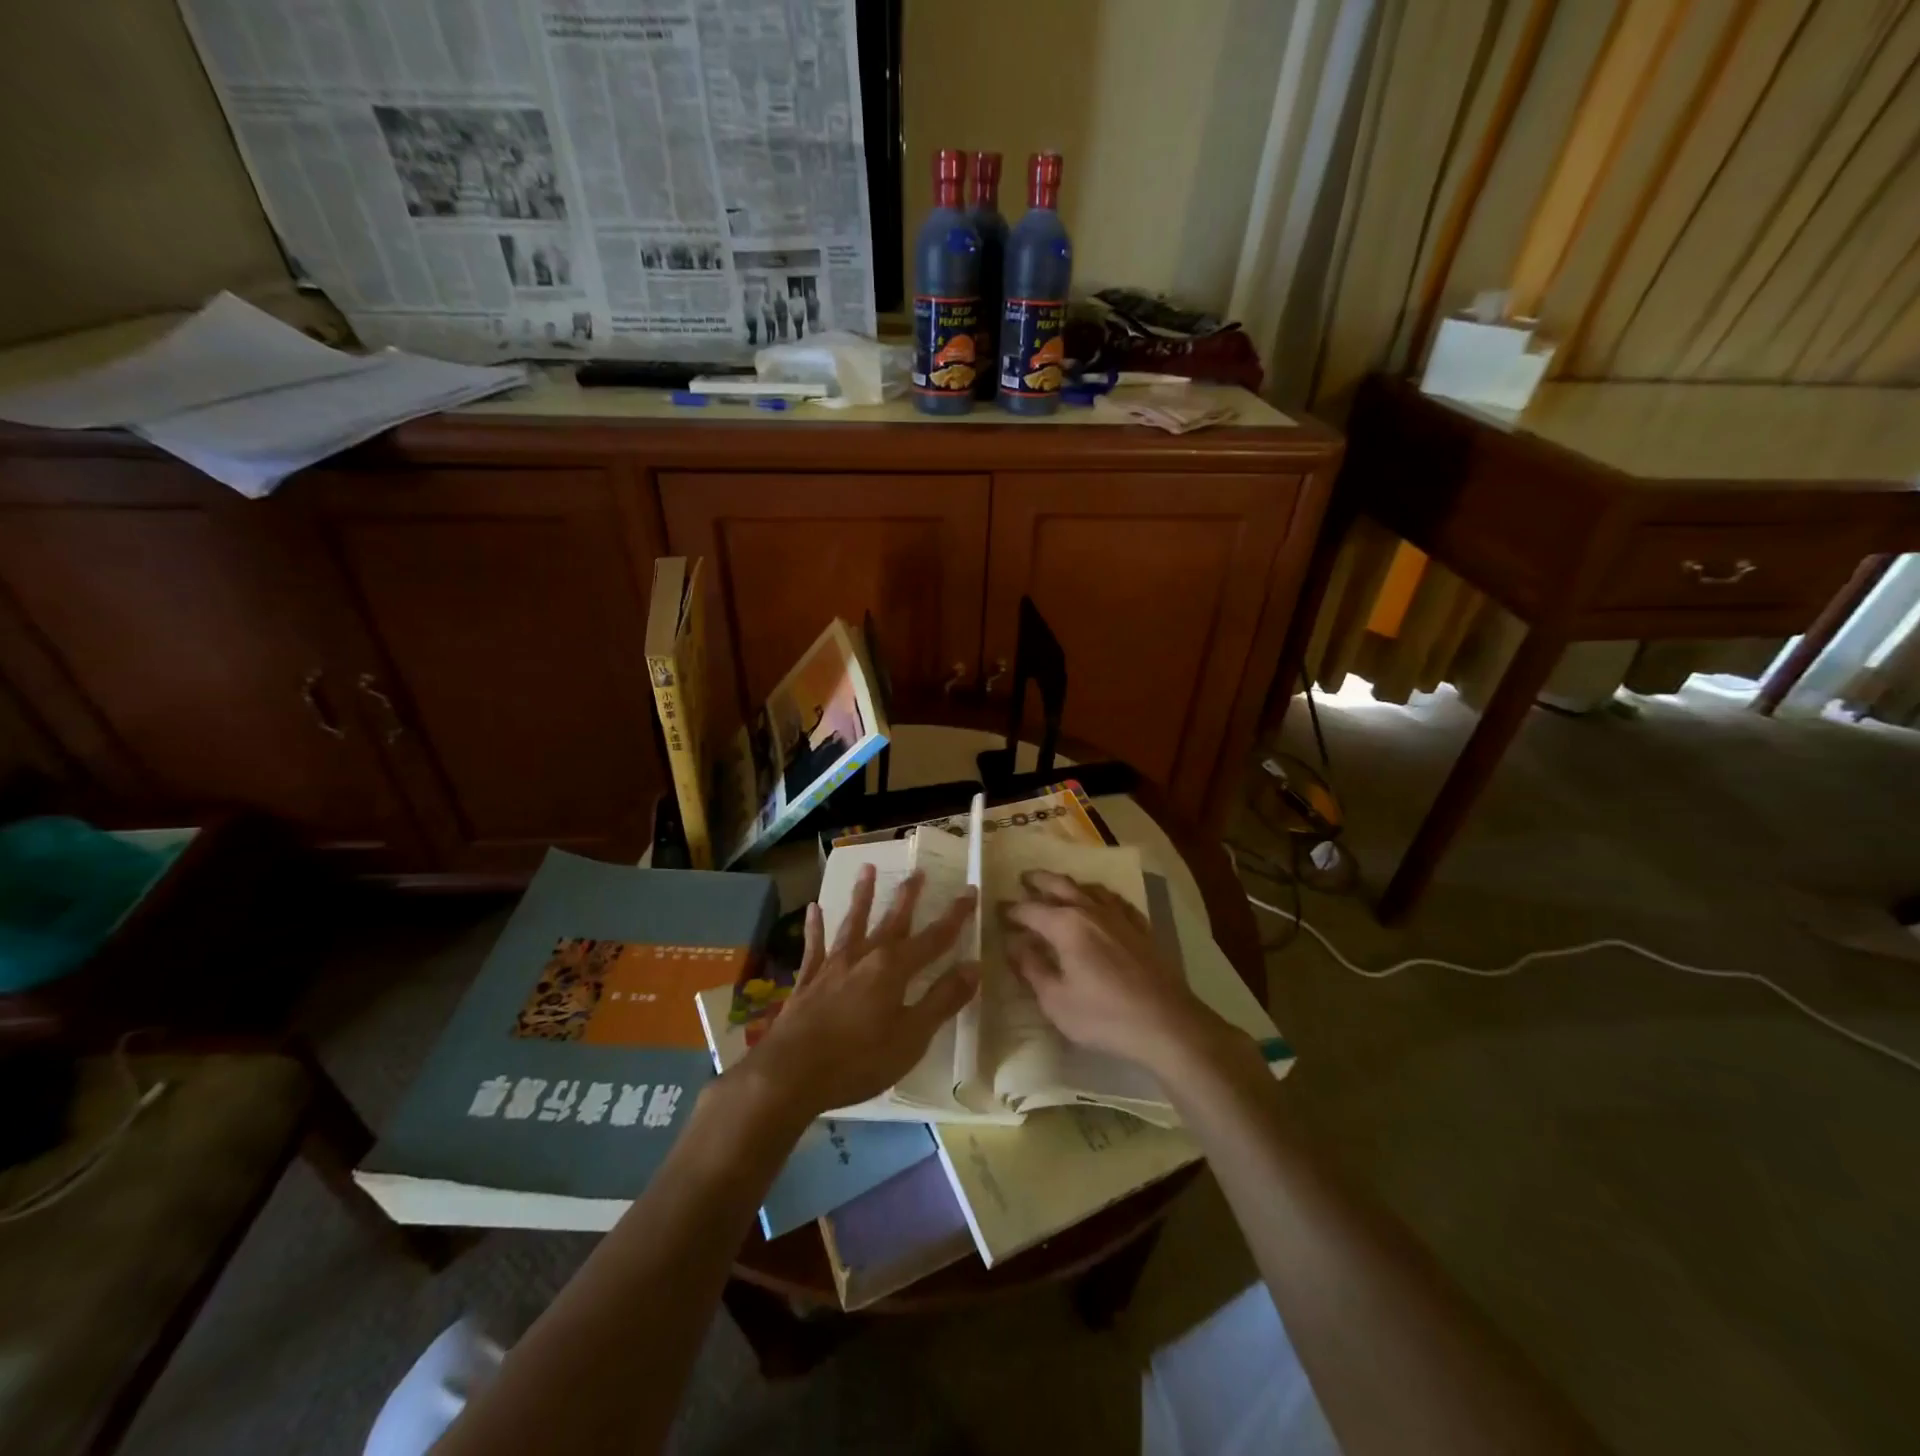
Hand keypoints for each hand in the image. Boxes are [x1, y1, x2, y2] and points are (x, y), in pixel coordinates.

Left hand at [743, 866, 979, 1118]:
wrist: (790, 1072)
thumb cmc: (859, 1060)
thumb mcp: (912, 1037)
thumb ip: (942, 1000)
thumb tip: (973, 966)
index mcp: (894, 969)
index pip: (934, 937)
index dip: (955, 915)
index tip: (970, 891)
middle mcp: (865, 956)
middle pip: (893, 920)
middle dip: (908, 896)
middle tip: (918, 870)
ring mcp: (833, 965)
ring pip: (853, 922)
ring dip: (862, 895)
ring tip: (867, 868)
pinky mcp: (808, 979)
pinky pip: (814, 945)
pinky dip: (815, 926)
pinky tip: (814, 908)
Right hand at [1002, 869, 1226, 1074]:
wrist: (1166, 1023)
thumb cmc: (1104, 1017)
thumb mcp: (1055, 1000)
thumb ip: (1032, 968)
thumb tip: (1014, 943)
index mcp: (1065, 925)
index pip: (1030, 910)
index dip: (1011, 910)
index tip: (998, 911)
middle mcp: (1090, 910)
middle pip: (1059, 885)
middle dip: (1038, 881)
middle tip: (1024, 879)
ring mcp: (1119, 916)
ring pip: (1088, 887)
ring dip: (1068, 883)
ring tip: (1057, 885)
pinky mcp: (1140, 927)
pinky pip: (1114, 899)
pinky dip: (1099, 894)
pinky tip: (1099, 901)